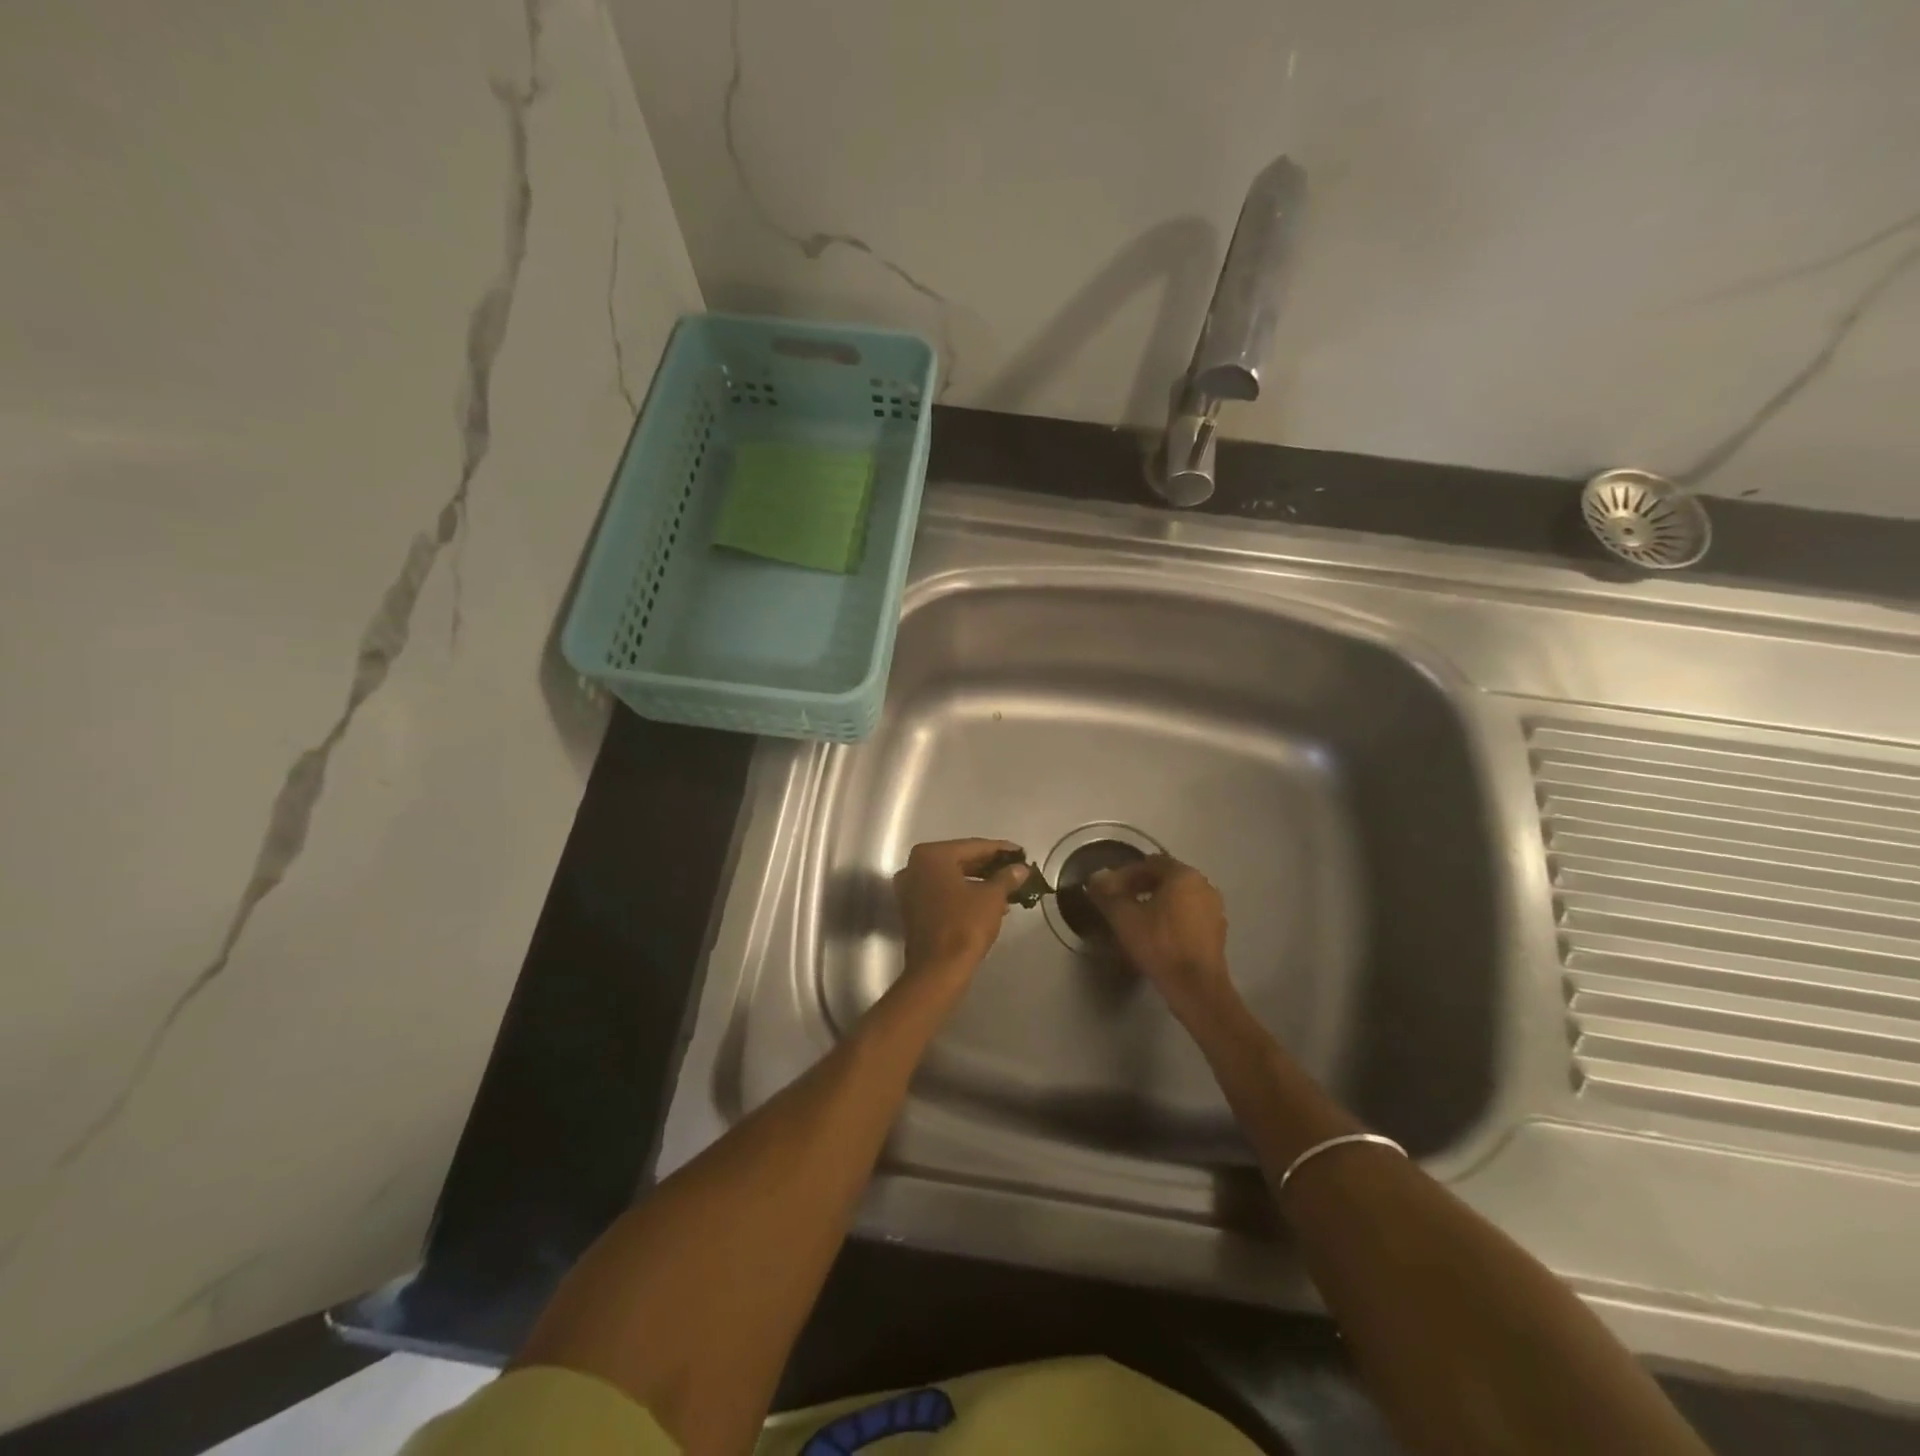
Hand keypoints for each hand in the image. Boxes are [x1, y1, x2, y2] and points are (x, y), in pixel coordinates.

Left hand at [892, 839, 1030, 976]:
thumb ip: (1007, 877)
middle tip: (1015, 869)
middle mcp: (915, 866)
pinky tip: (989, 902)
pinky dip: (964, 894)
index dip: (1000, 850)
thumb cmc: (964, 925)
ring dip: (979, 881)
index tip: (1020, 853)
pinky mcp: (913, 908)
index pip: (973, 846)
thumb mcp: (992, 897)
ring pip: (952, 877)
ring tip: (1007, 887)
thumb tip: (1020, 869)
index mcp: (932, 855)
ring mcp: (911, 888)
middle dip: (989, 866)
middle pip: (960, 859)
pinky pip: (943, 892)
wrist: (938, 970)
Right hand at [1085, 855, 1233, 1020]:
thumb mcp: (1124, 918)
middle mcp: (1203, 885)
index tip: (1108, 890)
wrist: (1197, 988)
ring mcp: (1214, 908)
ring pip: (1177, 897)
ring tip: (1134, 919)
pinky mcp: (1217, 931)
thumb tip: (1095, 877)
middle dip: (1139, 887)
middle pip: (1165, 878)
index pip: (1149, 863)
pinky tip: (1156, 934)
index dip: (1124, 874)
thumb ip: (1107, 894)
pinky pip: (1188, 914)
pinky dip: (1170, 917)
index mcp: (1184, 875)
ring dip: (1155, 902)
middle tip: (1119, 903)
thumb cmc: (1160, 945)